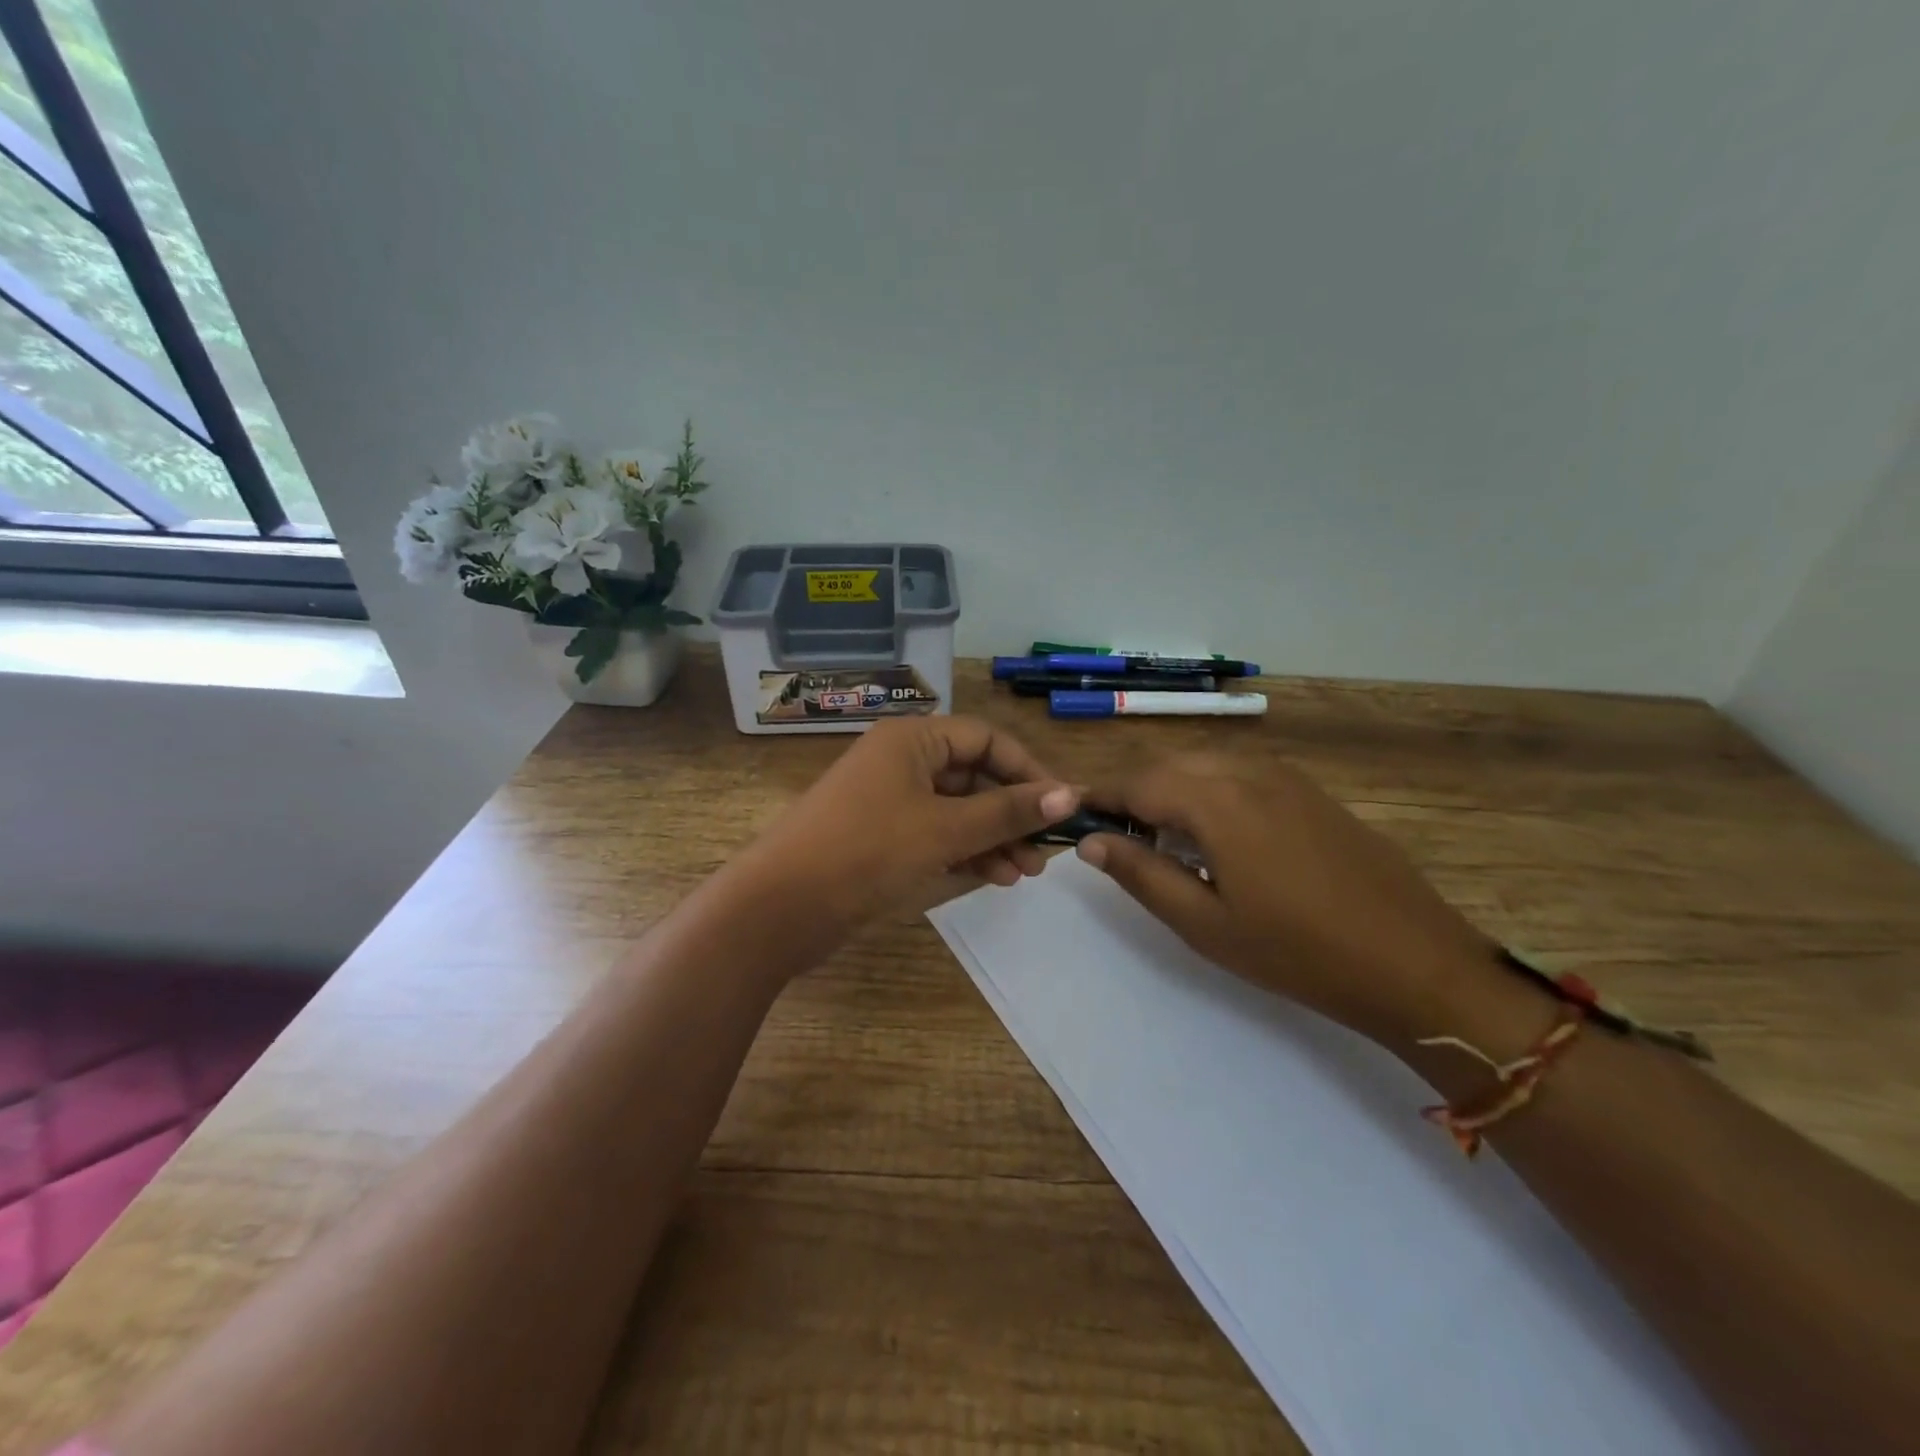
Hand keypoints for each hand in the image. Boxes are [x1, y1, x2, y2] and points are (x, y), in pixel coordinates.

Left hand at [741, 716, 1077, 939]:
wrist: (780, 907)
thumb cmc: (867, 851)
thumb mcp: (945, 829)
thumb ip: (1008, 811)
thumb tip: (1070, 794)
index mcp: (912, 739)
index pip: (986, 739)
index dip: (1028, 769)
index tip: (1062, 806)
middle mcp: (901, 761)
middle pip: (973, 775)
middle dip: (1012, 812)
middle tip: (1044, 851)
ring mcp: (888, 800)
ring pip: (956, 809)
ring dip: (993, 837)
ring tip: (1024, 874)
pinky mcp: (880, 836)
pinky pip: (935, 833)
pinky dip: (964, 851)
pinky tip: (993, 877)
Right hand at [1078, 754, 1498, 1047]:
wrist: (1414, 962)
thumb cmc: (1297, 952)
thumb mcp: (1204, 924)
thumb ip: (1141, 874)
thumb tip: (1090, 841)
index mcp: (1216, 801)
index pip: (1137, 783)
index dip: (1100, 798)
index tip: (1075, 819)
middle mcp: (1248, 772)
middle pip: (1169, 766)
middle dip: (1134, 793)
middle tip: (1117, 837)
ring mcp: (1286, 778)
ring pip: (1206, 765)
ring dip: (1172, 790)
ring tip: (1162, 838)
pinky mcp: (1311, 792)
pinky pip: (1241, 774)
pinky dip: (1211, 791)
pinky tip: (1218, 835)